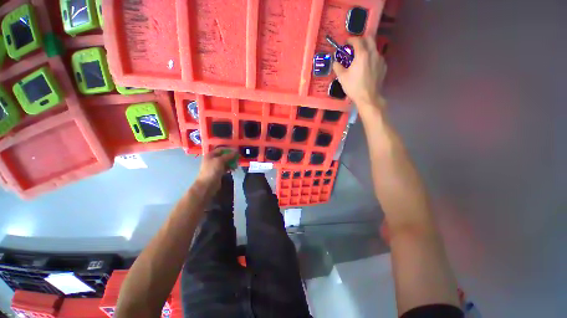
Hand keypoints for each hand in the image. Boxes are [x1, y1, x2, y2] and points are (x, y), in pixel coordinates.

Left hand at [195, 148, 236, 192]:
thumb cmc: (212, 170)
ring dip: (232, 162)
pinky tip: (234, 169)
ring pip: (225, 162)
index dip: (229, 149)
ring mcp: (215, 166)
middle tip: (238, 158)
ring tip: (237, 164)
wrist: (207, 184)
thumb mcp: (220, 160)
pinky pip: (226, 168)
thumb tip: (236, 151)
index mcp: (210, 155)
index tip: (237, 150)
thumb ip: (228, 155)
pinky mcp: (219, 172)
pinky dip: (230, 168)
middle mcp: (212, 159)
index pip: (221, 149)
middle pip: (224, 156)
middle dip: (231, 156)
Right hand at [333, 37, 386, 110]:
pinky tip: (368, 66)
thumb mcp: (342, 78)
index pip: (357, 40)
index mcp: (362, 54)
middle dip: (361, 40)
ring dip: (367, 49)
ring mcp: (380, 59)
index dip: (351, 40)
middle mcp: (373, 53)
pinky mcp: (383, 66)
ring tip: (361, 58)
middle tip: (355, 46)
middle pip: (369, 39)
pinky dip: (372, 58)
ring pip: (374, 48)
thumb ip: (338, 67)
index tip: (346, 43)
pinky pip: (377, 57)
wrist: (368, 97)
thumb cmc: (354, 87)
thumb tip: (335, 62)